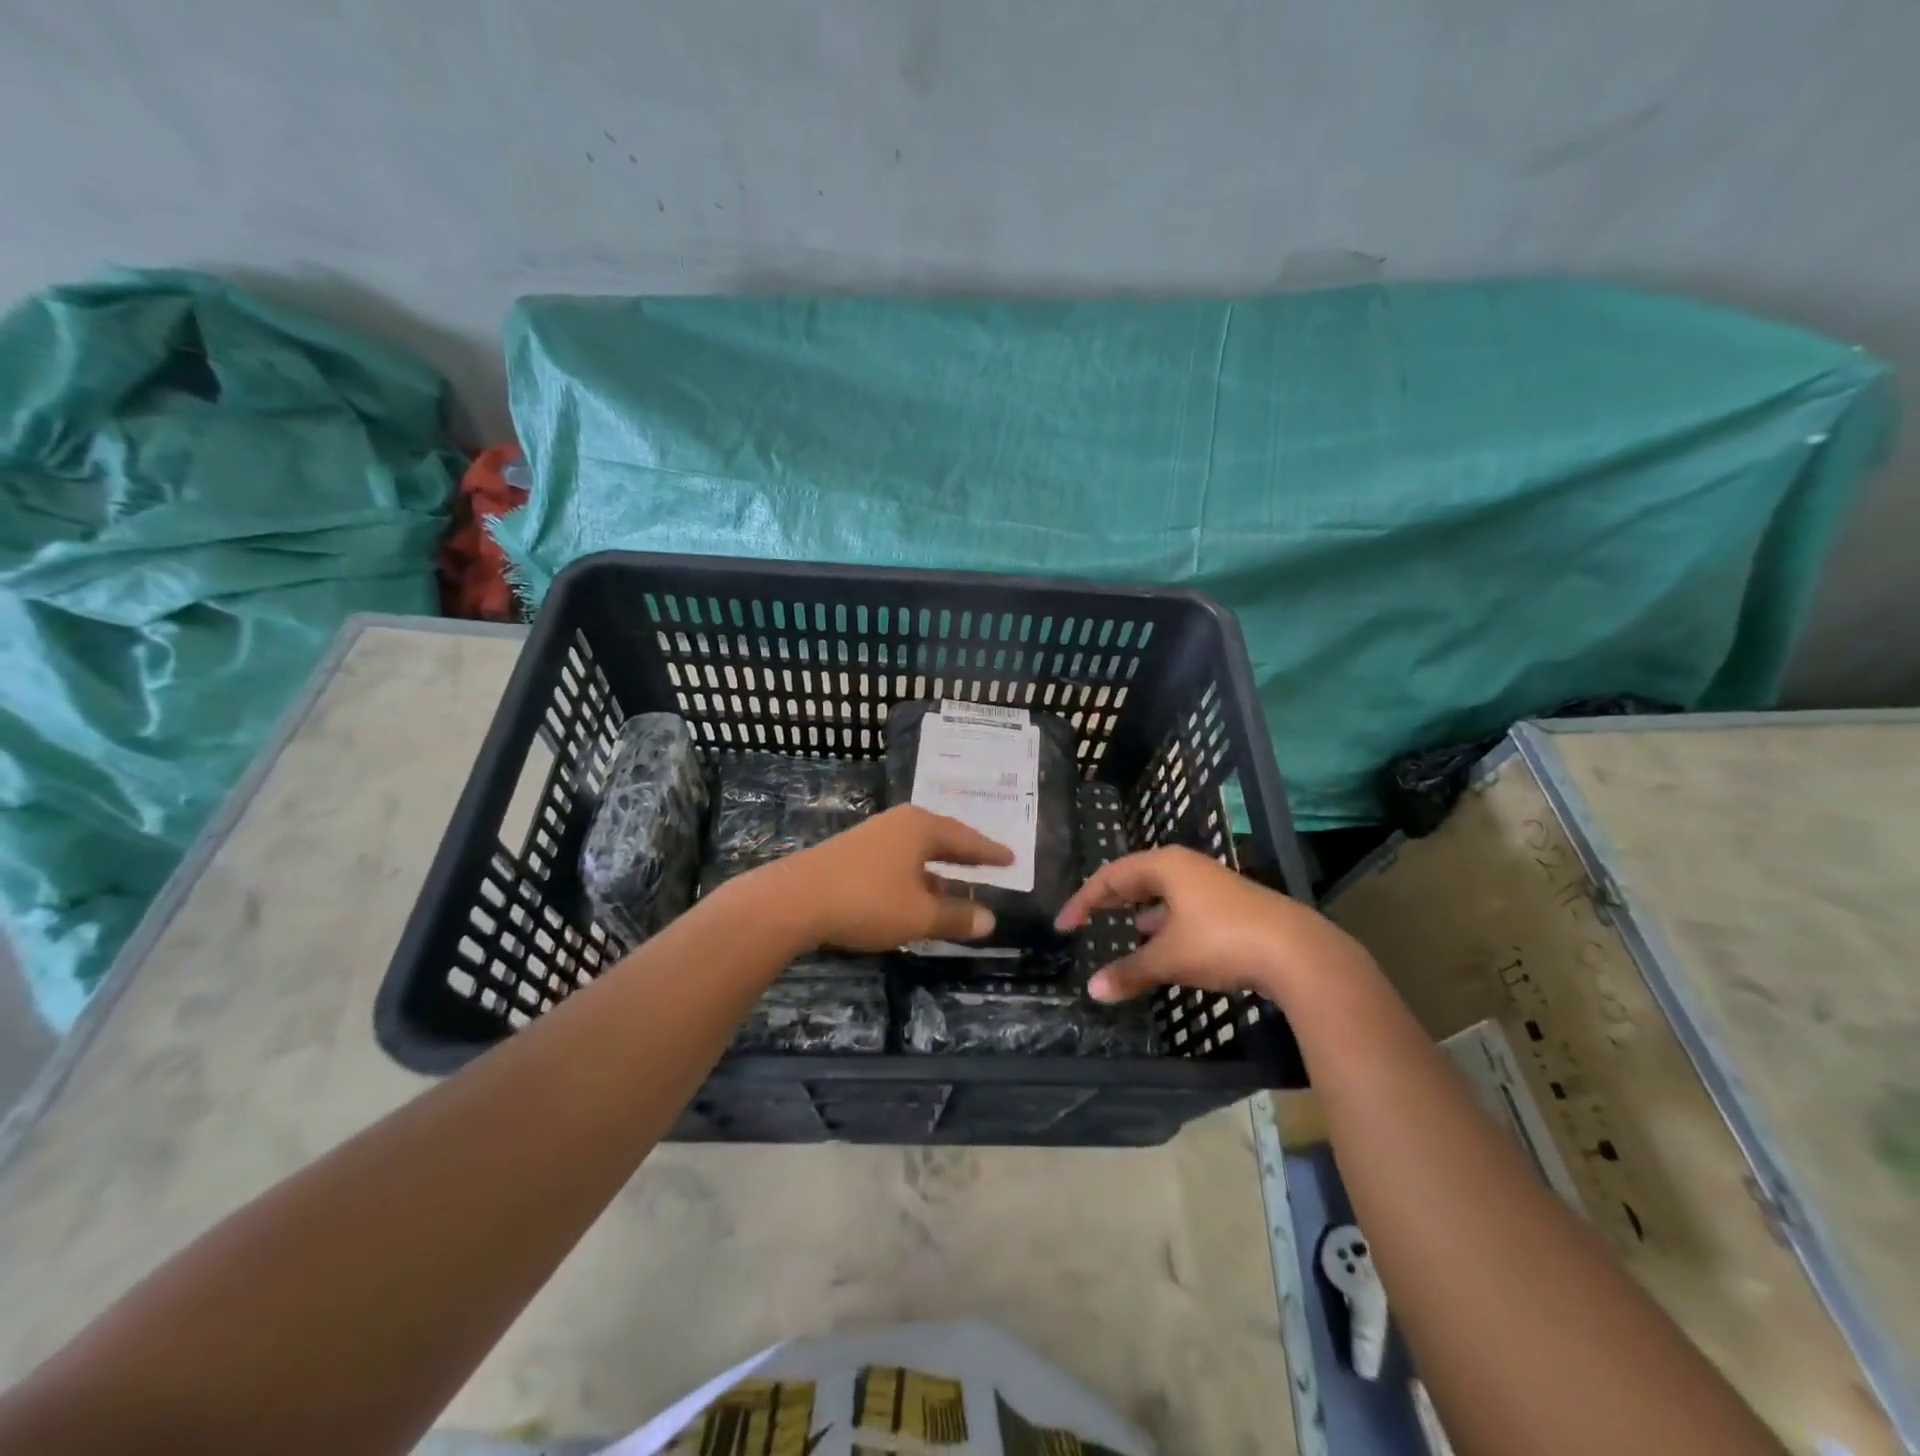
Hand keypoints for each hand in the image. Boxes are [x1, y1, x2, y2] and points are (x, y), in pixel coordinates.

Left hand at [763, 805, 1013, 951]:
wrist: (793, 901)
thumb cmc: (866, 901)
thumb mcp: (918, 914)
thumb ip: (956, 916)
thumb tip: (990, 920)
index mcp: (921, 827)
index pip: (966, 838)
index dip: (989, 852)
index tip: (1011, 858)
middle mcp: (898, 824)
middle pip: (941, 838)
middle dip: (964, 855)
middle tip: (989, 865)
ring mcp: (872, 837)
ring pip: (916, 852)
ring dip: (938, 870)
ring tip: (957, 887)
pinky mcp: (851, 854)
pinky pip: (897, 861)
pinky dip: (914, 877)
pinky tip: (914, 896)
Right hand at [1054, 846, 1375, 1006]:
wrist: (1296, 952)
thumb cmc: (1221, 942)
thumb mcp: (1168, 958)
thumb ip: (1129, 972)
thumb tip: (1093, 990)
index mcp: (1165, 866)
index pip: (1110, 876)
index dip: (1083, 901)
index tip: (1064, 926)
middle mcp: (1186, 867)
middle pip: (1136, 877)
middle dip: (1110, 899)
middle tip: (1088, 918)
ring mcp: (1211, 884)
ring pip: (1163, 892)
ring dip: (1141, 910)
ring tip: (1126, 929)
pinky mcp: (1230, 904)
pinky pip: (1184, 906)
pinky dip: (1166, 922)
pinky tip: (1166, 942)